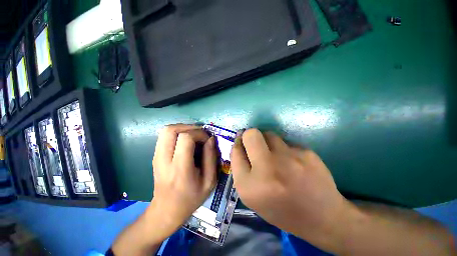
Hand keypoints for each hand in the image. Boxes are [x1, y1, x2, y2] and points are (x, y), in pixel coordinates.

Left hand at [150, 124, 216, 238]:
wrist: (166, 210)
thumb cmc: (191, 198)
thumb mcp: (209, 181)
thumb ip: (211, 158)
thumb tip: (211, 139)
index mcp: (180, 168)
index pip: (185, 138)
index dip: (199, 134)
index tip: (207, 140)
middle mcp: (164, 159)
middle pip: (171, 130)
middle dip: (189, 127)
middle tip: (200, 134)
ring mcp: (156, 157)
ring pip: (166, 130)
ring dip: (183, 128)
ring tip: (194, 135)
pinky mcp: (155, 156)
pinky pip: (165, 136)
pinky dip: (177, 133)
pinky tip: (186, 141)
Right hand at [230, 129, 351, 246]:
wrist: (322, 218)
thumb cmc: (280, 210)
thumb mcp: (252, 197)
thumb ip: (241, 170)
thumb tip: (239, 144)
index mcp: (249, 186)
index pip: (235, 152)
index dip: (238, 146)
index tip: (242, 145)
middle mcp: (267, 169)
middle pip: (250, 135)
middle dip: (249, 136)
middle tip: (255, 144)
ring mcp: (289, 159)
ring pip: (269, 134)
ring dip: (267, 141)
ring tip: (276, 156)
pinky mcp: (306, 153)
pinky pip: (287, 142)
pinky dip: (284, 149)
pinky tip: (293, 162)